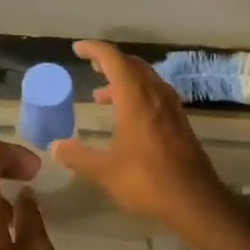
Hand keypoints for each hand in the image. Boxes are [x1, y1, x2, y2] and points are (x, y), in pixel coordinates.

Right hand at [50, 41, 229, 229]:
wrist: (195, 201)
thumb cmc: (146, 181)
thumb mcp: (104, 171)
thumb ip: (77, 156)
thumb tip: (54, 147)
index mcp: (135, 98)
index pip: (114, 59)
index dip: (94, 50)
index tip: (78, 49)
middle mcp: (155, 95)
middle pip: (132, 65)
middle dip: (110, 62)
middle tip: (91, 67)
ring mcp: (172, 108)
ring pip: (146, 80)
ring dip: (124, 80)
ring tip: (102, 96)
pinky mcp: (180, 123)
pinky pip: (156, 95)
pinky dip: (138, 95)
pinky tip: (128, 117)